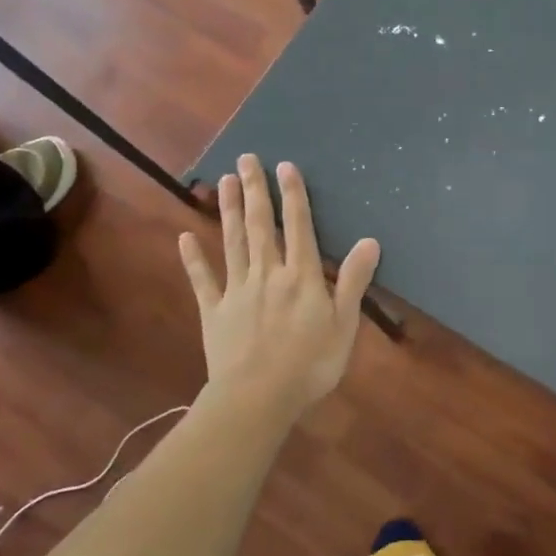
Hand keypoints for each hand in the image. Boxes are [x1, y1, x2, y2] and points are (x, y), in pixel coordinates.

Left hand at [177, 155, 381, 415]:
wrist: (258, 397)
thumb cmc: (310, 364)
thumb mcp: (345, 324)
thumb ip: (354, 281)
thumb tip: (370, 240)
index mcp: (301, 276)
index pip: (298, 227)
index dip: (293, 195)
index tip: (284, 166)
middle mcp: (267, 273)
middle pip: (260, 225)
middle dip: (254, 190)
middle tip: (245, 158)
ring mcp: (237, 291)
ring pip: (232, 243)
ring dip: (228, 211)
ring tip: (223, 182)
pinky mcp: (214, 312)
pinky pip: (203, 280)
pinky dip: (194, 259)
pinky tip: (185, 238)